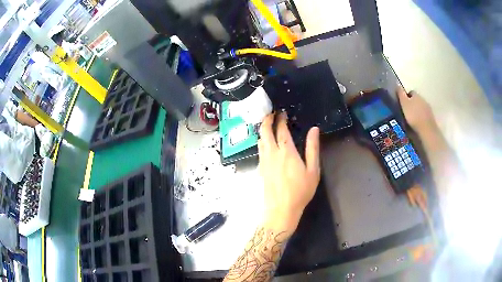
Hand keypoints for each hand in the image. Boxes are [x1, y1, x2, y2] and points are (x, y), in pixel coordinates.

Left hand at [258, 112, 320, 233]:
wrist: (281, 209)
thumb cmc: (301, 191)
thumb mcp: (312, 170)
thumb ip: (312, 148)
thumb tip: (314, 130)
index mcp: (286, 152)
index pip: (281, 130)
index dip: (280, 119)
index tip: (282, 112)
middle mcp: (272, 153)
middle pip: (264, 131)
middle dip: (266, 120)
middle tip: (271, 113)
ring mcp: (264, 161)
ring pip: (259, 140)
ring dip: (262, 130)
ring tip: (267, 125)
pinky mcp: (260, 168)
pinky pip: (259, 149)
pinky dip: (262, 140)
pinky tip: (266, 142)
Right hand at [396, 86, 436, 134]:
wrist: (426, 130)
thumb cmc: (413, 116)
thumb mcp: (404, 104)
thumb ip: (401, 94)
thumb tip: (398, 85)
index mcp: (416, 94)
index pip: (410, 92)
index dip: (405, 97)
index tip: (402, 104)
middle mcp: (423, 99)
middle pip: (416, 100)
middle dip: (411, 104)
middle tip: (405, 112)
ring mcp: (428, 109)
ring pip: (420, 107)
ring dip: (416, 111)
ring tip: (411, 119)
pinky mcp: (431, 118)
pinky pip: (423, 115)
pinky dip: (420, 118)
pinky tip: (417, 124)